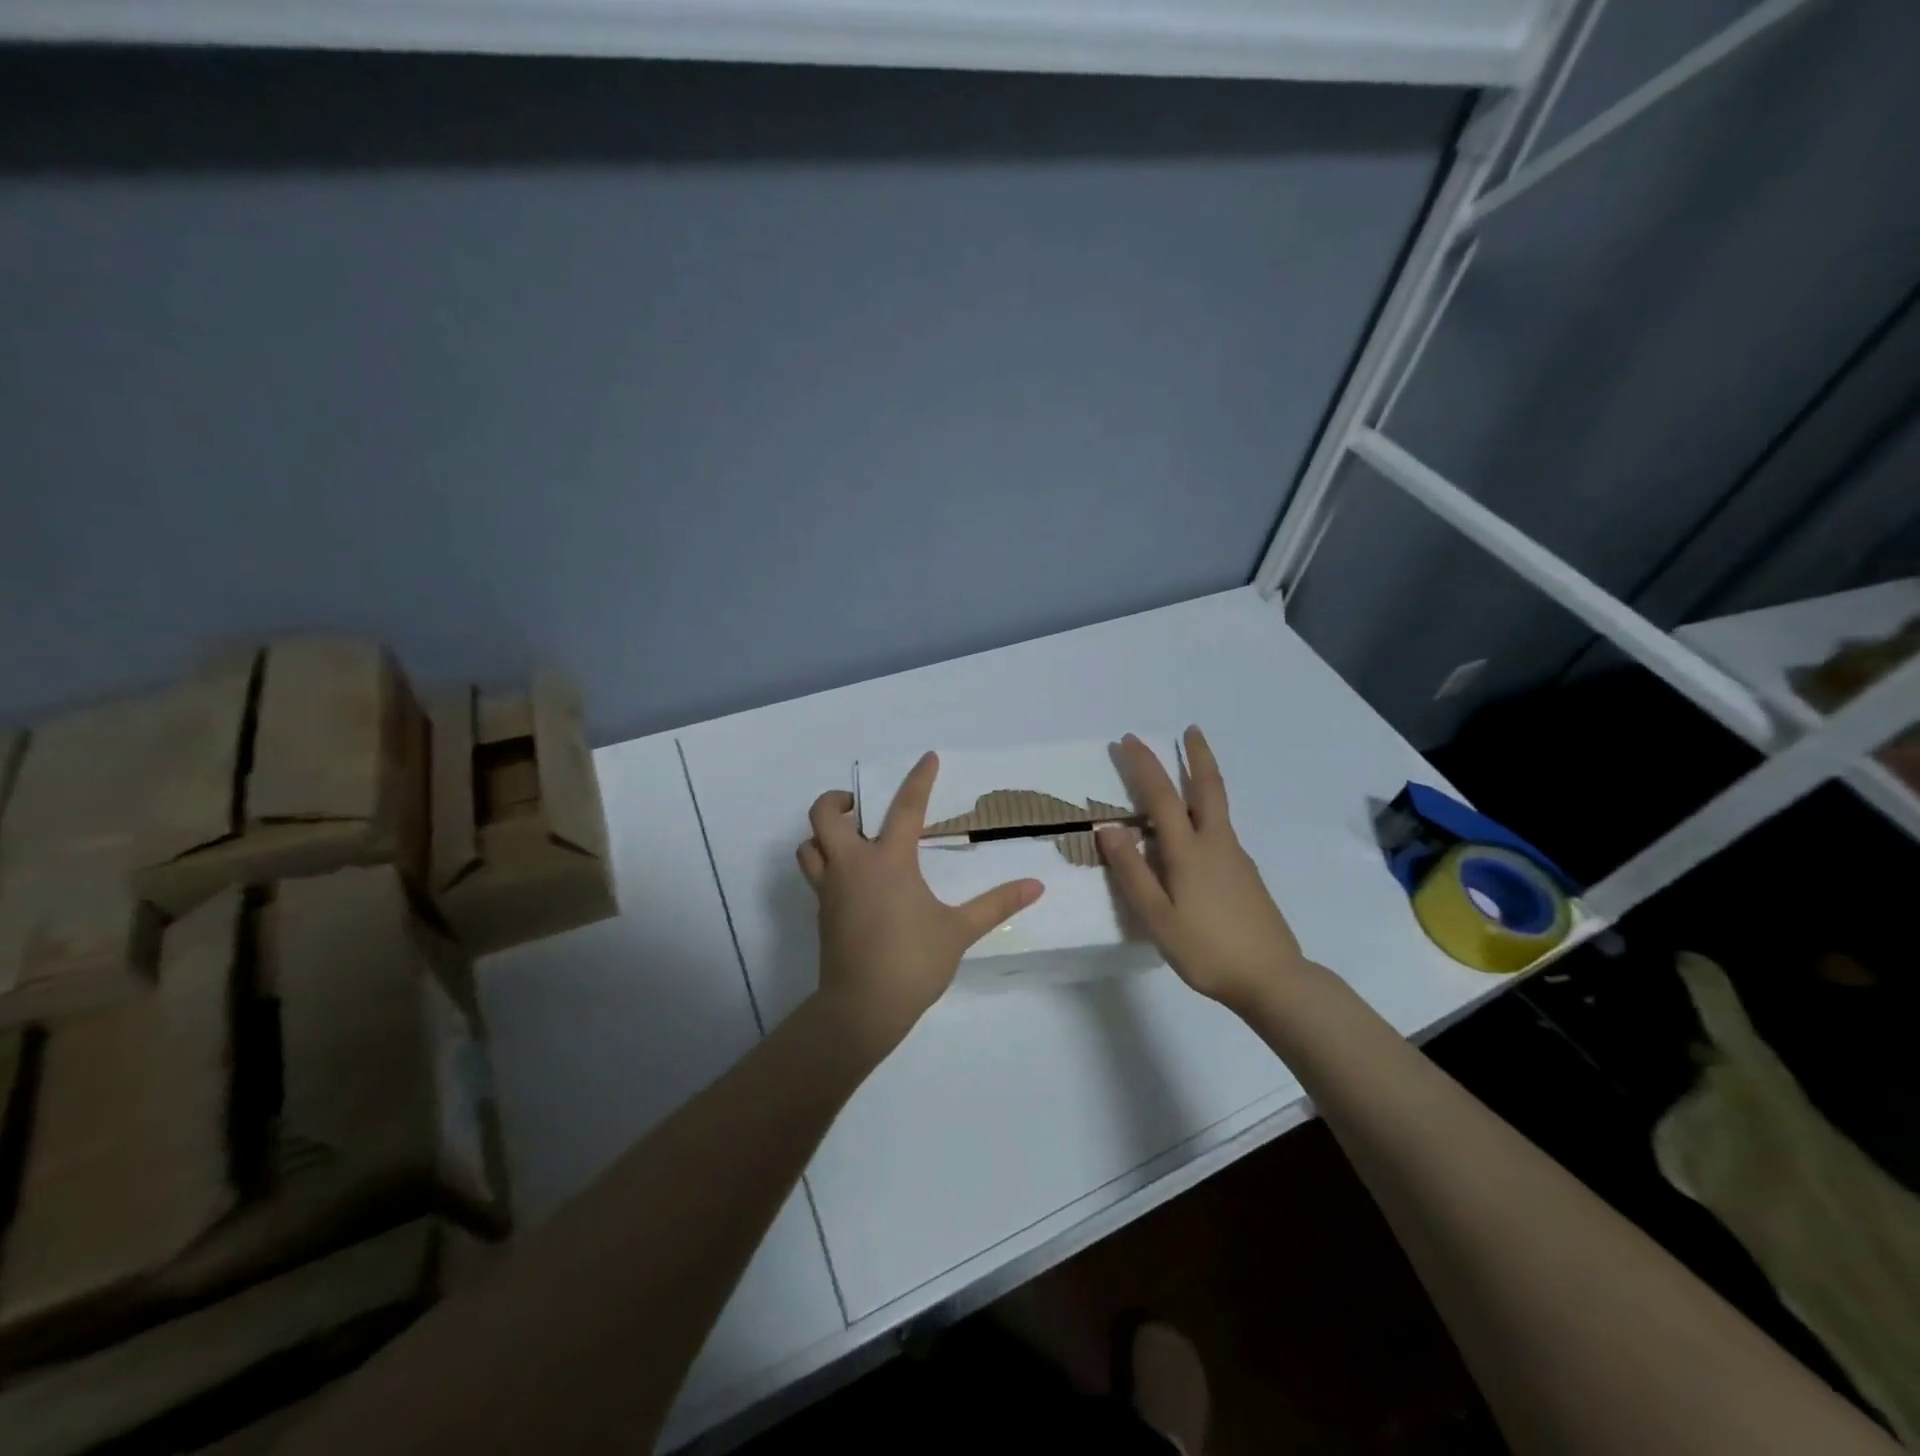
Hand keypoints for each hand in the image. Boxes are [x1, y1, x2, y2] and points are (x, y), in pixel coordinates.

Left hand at [797, 753, 1043, 1053]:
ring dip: (823, 834)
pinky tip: (852, 881)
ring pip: (808, 846)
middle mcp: (853, 865)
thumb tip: (1036, 886)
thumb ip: (996, 905)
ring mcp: (831, 889)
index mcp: (889, 861)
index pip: (906, 807)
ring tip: (848, 839)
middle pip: (825, 816)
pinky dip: (825, 864)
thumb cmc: (913, 962)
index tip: (927, 758)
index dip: (919, 779)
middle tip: (858, 806)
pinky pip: (815, 874)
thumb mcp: (959, 931)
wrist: (861, 1008)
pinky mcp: (822, 912)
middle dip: (836, 801)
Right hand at [1097, 727, 1311, 1012]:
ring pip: (1218, 807)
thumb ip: (1132, 872)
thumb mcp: (1157, 918)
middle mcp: (1216, 844)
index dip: (1143, 765)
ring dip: (1203, 779)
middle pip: (1208, 788)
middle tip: (1191, 729)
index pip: (1160, 796)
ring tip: (1189, 769)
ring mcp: (1236, 858)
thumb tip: (1107, 828)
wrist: (1273, 979)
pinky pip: (1221, 829)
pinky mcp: (1246, 874)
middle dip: (1197, 755)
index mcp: (1189, 851)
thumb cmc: (1207, 950)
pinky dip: (1207, 811)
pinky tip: (1197, 832)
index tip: (1128, 740)